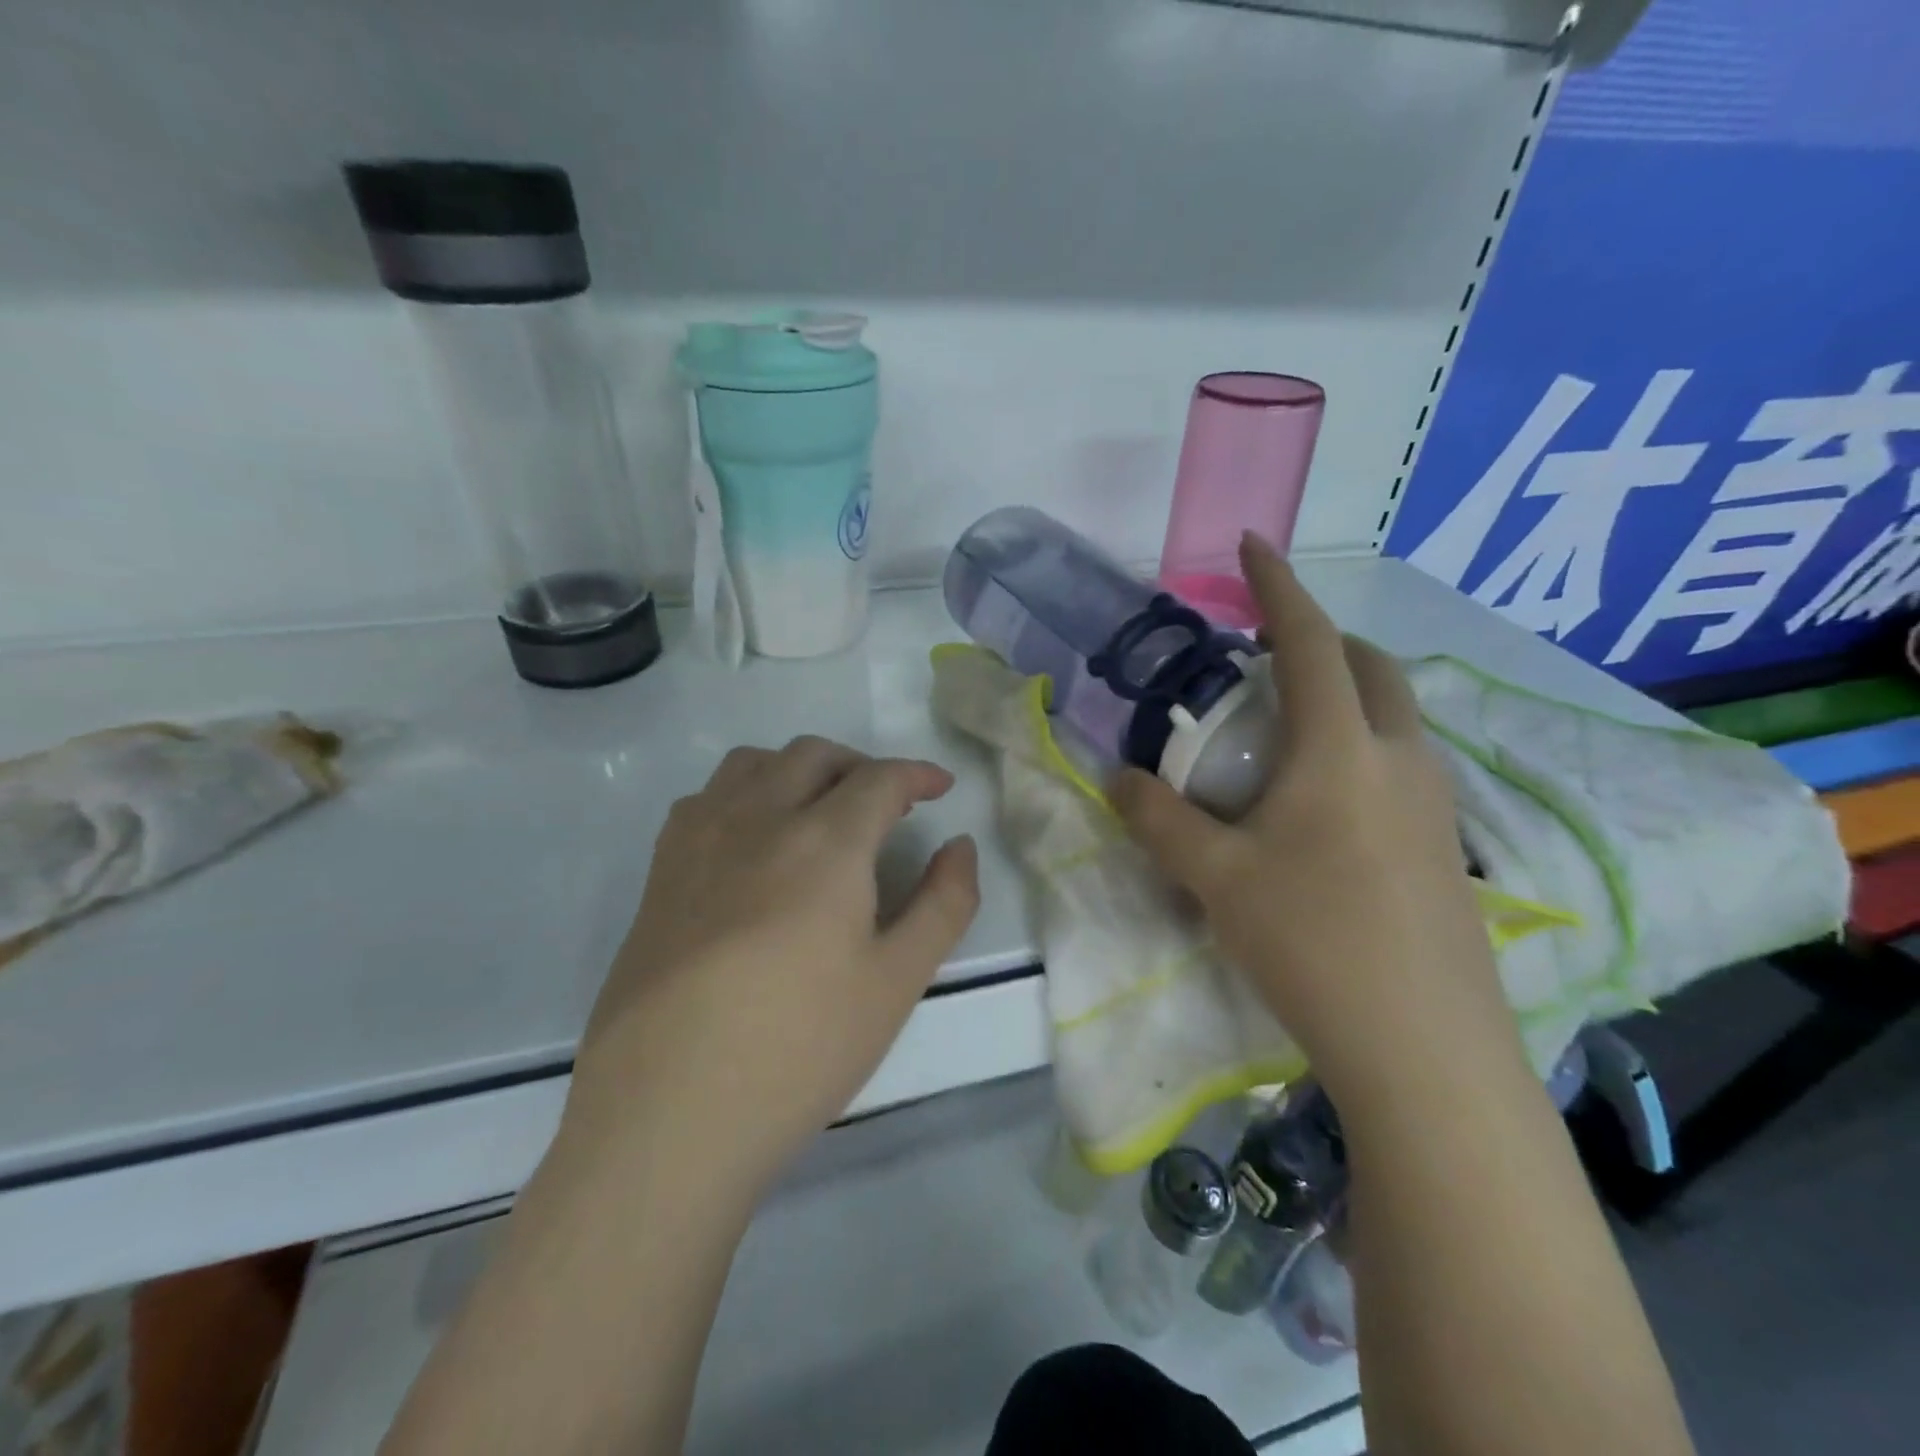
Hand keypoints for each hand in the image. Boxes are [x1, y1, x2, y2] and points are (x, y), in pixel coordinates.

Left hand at [568, 737, 979, 1187]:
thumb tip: (959, 846)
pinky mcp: (659, 871)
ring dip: (799, 769)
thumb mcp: (897, 981)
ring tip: (820, 810)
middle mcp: (758, 819)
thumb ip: (943, 903)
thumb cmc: (799, 1049)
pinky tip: (754, 841)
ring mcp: (699, 840)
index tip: (939, 787)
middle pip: (813, 756)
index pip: (879, 779)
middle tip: (888, 804)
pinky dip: (745, 793)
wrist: (667, 1114)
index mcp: (823, 842)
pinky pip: (706, 797)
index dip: (917, 774)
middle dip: (861, 766)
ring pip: (753, 763)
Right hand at [1113, 536, 1524, 1113]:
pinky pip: (1404, 762)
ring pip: (1396, 715)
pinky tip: (1325, 797)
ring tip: (1290, 724)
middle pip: (1371, 667)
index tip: (1252, 544)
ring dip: (1348, 692)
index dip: (1277, 586)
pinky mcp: (1446, 845)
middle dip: (1321, 639)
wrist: (1423, 1048)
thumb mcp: (1214, 878)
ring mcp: (1434, 803)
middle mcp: (1398, 759)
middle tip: (1265, 653)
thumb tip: (1116, 777)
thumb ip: (1158, 819)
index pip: (1307, 641)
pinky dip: (1364, 743)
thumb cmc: (1312, 943)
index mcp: (1340, 749)